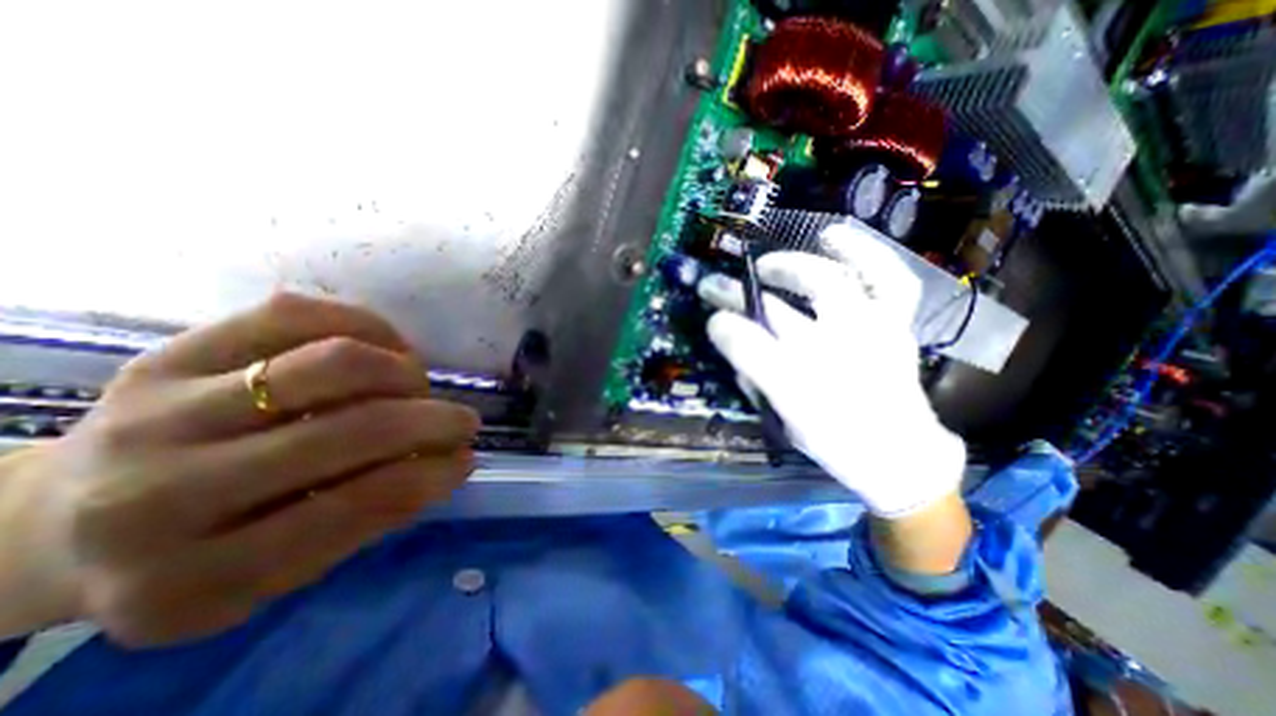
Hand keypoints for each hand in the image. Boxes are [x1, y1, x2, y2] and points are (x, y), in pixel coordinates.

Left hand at [1, 294, 479, 646]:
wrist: (57, 524)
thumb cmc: (198, 554)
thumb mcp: (280, 573)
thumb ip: (369, 519)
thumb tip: (449, 462)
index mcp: (194, 578)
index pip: (356, 508)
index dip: (431, 477)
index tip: (467, 458)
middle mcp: (162, 493)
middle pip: (353, 430)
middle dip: (433, 420)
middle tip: (462, 421)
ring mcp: (161, 409)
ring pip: (335, 363)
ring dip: (405, 373)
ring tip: (417, 385)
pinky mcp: (172, 351)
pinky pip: (298, 315)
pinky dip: (367, 327)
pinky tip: (385, 348)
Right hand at [704, 223, 963, 515]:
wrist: (897, 459)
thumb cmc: (834, 440)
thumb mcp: (783, 414)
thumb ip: (751, 371)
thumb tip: (723, 329)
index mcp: (802, 385)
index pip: (750, 347)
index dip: (725, 327)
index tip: (710, 319)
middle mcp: (835, 354)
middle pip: (777, 314)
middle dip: (738, 294)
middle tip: (719, 285)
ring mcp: (871, 335)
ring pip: (831, 287)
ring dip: (794, 267)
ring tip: (768, 264)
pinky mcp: (895, 327)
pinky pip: (890, 282)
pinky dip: (864, 254)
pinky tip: (833, 238)